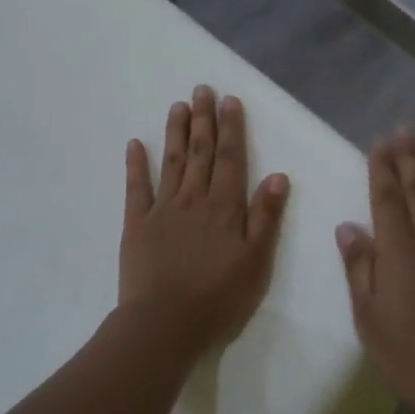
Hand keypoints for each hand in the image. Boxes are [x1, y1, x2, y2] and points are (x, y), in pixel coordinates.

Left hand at [120, 86, 289, 357]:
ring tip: (178, 105)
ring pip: (172, 162)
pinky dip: (136, 164)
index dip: (231, 129)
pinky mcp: (137, 224)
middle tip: (202, 89)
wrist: (164, 325)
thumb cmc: (218, 299)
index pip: (231, 159)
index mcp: (225, 208)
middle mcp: (194, 200)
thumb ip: (266, 218)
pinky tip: (135, 143)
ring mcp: (163, 209)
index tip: (229, 100)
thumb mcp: (256, 263)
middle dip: (204, 119)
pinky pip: (137, 188)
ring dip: (176, 132)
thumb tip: (279, 176)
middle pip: (200, 152)